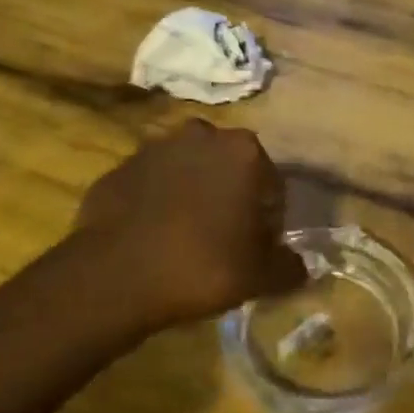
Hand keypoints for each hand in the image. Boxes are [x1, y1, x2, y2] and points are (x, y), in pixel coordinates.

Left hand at [72, 119, 307, 331]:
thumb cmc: (202, 266)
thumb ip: (289, 267)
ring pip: (189, 172)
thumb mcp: (260, 276)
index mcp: (244, 151)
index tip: (257, 249)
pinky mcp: (120, 167)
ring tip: (186, 239)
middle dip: (231, 198)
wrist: (114, 275)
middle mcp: (202, 136)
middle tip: (224, 241)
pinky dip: (157, 202)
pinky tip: (153, 237)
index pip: (272, 185)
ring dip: (193, 195)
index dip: (269, 220)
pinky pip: (151, 185)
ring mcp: (155, 148)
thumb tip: (298, 265)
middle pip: (229, 170)